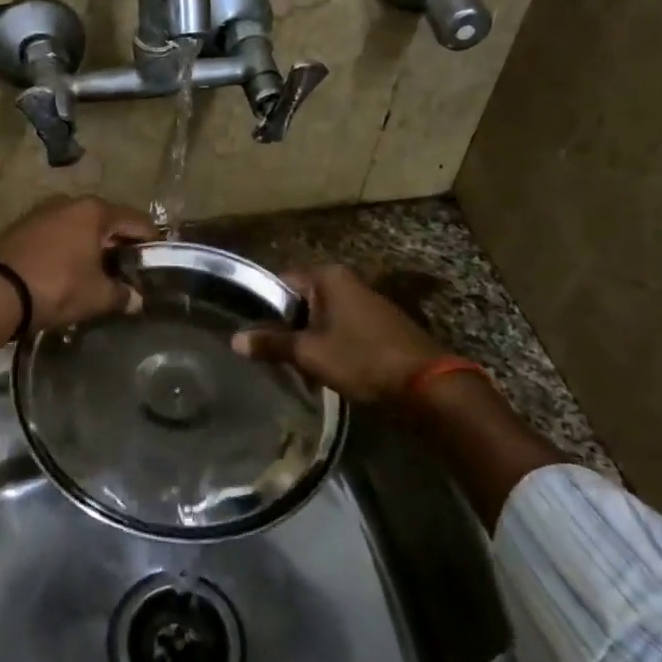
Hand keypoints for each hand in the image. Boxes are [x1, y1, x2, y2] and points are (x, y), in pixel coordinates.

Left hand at [0, 196, 154, 330]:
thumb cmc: (57, 286)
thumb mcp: (97, 296)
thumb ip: (122, 295)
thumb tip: (136, 299)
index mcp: (94, 211)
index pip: (136, 221)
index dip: (151, 241)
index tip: (158, 261)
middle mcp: (69, 203)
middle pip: (106, 222)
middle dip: (119, 246)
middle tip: (129, 271)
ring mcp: (42, 212)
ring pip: (79, 228)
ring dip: (91, 248)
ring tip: (99, 274)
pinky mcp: (21, 228)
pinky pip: (56, 236)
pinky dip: (68, 250)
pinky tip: (69, 272)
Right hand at [232, 264, 447, 404]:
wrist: (427, 385)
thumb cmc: (362, 359)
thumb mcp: (309, 353)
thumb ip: (270, 344)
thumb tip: (235, 339)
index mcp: (328, 276)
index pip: (280, 281)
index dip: (261, 305)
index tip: (248, 330)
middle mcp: (346, 281)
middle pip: (300, 299)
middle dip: (284, 325)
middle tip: (266, 352)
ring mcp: (365, 302)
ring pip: (320, 316)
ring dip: (306, 338)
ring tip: (290, 364)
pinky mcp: (377, 324)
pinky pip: (340, 328)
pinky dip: (327, 344)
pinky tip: (321, 368)